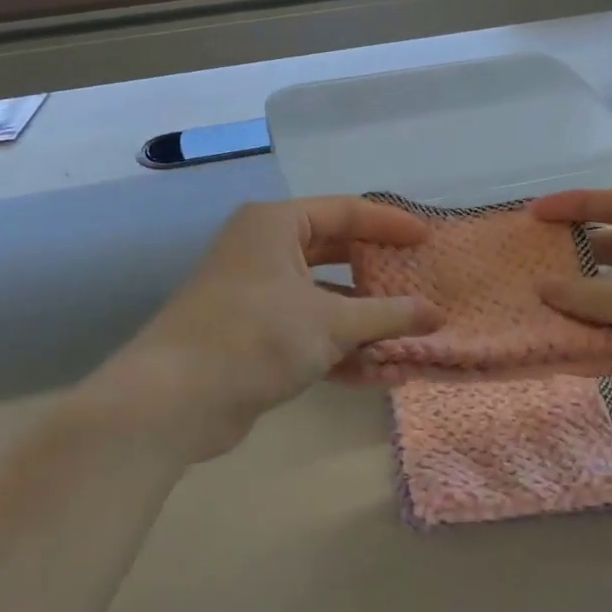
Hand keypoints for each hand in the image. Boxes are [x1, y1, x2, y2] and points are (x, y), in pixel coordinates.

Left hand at [115, 198, 441, 461]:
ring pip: (326, 302)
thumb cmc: (257, 335)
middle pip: (337, 256)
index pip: (346, 212)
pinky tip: (385, 375)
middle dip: (381, 278)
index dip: (390, 224)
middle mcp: (265, 253)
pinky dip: (344, 352)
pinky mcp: (256, 339)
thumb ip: (388, 315)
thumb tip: (436, 314)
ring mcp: (259, 297)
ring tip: (416, 341)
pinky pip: (311, 335)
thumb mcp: (331, 321)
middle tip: (424, 287)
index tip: (428, 239)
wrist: (175, 399)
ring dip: (368, 325)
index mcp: (276, 225)